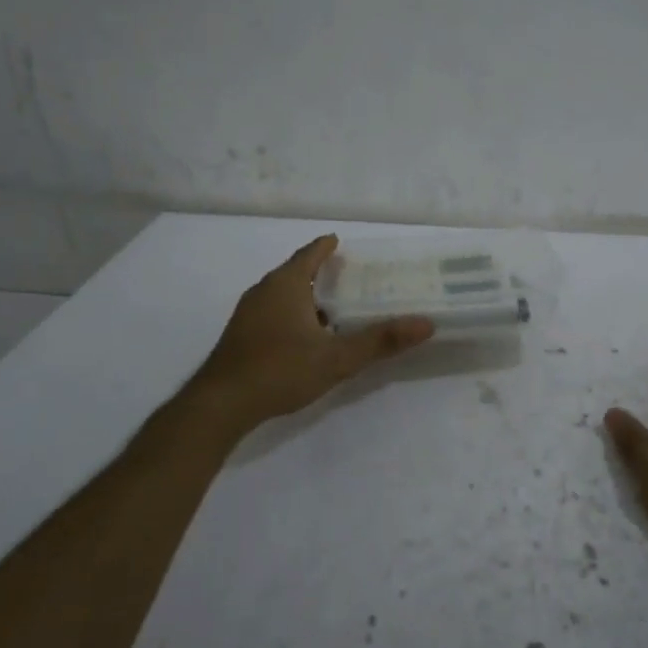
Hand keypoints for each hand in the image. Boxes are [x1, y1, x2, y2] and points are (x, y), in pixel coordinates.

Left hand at [189, 234, 433, 431]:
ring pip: (283, 295)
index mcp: (285, 285)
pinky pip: (273, 313)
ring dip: (307, 296)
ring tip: (334, 307)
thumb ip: (380, 341)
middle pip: (296, 272)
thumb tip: (425, 323)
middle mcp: (264, 291)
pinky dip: (293, 315)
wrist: (221, 405)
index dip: (327, 247)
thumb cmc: (280, 370)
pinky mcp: (242, 336)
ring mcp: (248, 314)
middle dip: (321, 272)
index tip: (342, 243)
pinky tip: (308, 337)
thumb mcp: (337, 358)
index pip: (309, 254)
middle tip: (350, 277)